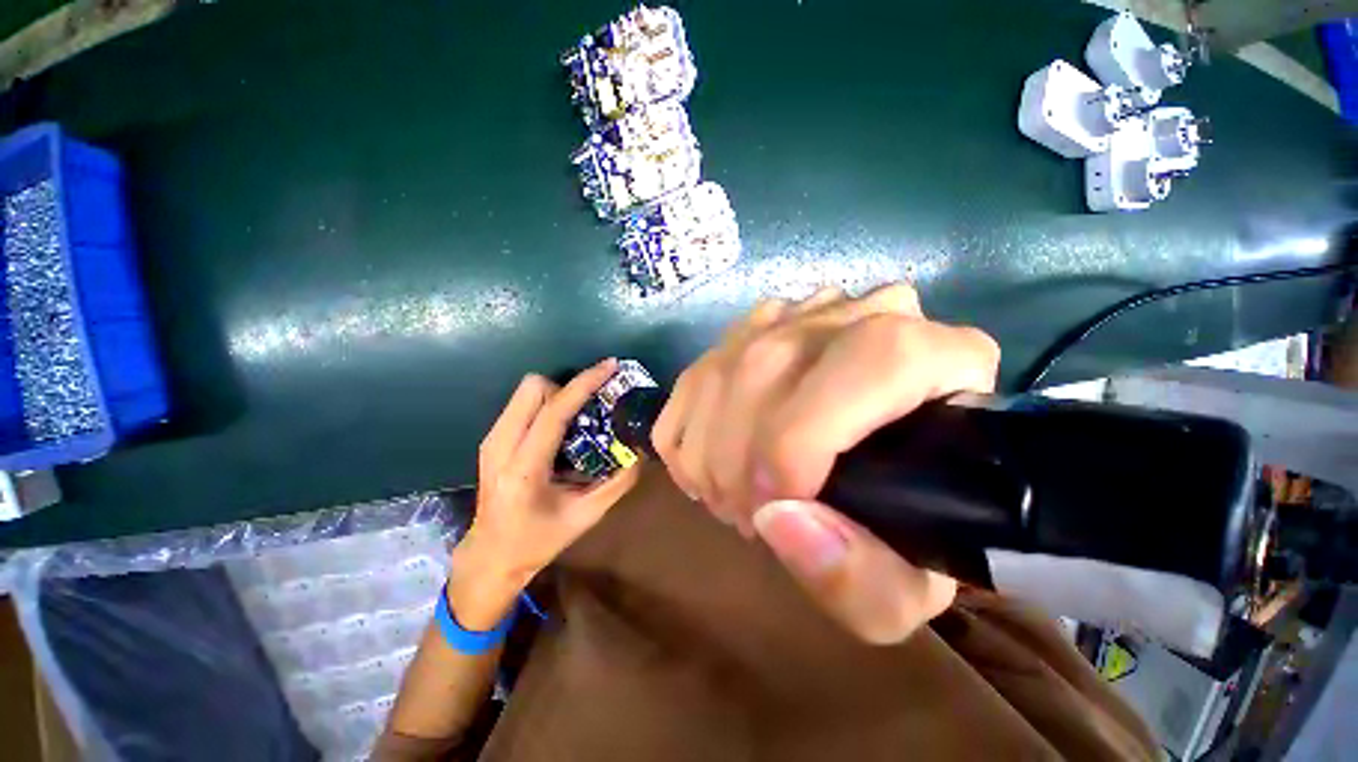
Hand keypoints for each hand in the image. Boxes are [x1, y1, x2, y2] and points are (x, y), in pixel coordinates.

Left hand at [460, 359, 640, 597]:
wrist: (490, 555)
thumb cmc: (539, 539)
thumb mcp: (586, 516)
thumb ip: (618, 482)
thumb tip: (640, 452)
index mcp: (525, 469)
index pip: (554, 411)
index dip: (584, 384)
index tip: (610, 367)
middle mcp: (500, 446)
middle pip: (532, 387)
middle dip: (565, 388)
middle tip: (587, 409)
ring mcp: (491, 441)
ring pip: (524, 391)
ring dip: (555, 394)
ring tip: (575, 418)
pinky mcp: (490, 440)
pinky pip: (520, 404)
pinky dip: (544, 404)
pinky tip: (558, 427)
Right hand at [652, 284, 999, 643]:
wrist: (894, 470)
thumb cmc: (916, 529)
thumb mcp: (911, 587)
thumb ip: (864, 582)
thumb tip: (777, 520)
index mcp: (945, 360)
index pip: (871, 362)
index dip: (800, 442)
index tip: (771, 511)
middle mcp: (873, 314)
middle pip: (771, 364)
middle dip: (737, 459)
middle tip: (745, 518)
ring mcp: (804, 315)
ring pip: (727, 365)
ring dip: (708, 448)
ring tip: (729, 498)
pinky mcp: (756, 329)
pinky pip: (699, 372)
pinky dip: (688, 429)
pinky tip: (709, 467)